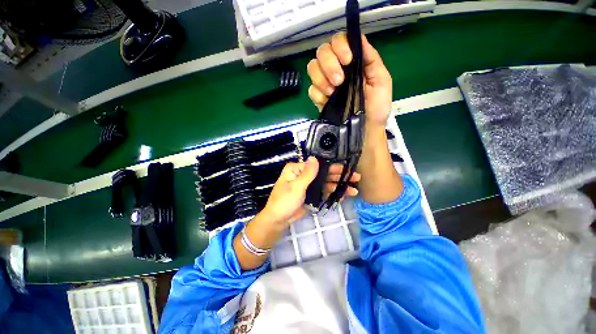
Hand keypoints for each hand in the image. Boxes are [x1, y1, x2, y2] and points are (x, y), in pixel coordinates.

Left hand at [235, 157, 360, 269]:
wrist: (278, 220)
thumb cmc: (284, 201)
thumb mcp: (296, 187)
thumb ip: (308, 173)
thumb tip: (315, 157)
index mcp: (297, 169)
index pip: (318, 165)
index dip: (333, 167)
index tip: (347, 169)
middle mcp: (304, 175)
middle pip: (324, 174)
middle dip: (339, 177)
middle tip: (356, 178)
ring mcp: (308, 186)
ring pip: (326, 184)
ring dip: (338, 187)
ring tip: (353, 190)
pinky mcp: (311, 195)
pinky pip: (323, 192)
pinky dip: (333, 194)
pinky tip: (343, 196)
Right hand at [307, 32, 392, 127]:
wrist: (365, 129)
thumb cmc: (376, 106)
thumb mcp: (381, 80)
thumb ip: (371, 59)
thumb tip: (359, 38)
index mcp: (352, 62)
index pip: (338, 41)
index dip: (339, 46)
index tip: (347, 60)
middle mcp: (337, 69)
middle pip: (322, 52)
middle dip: (329, 64)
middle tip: (339, 81)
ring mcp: (326, 84)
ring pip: (312, 68)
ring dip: (321, 78)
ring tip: (333, 92)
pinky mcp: (319, 99)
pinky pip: (311, 90)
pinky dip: (318, 94)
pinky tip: (327, 101)